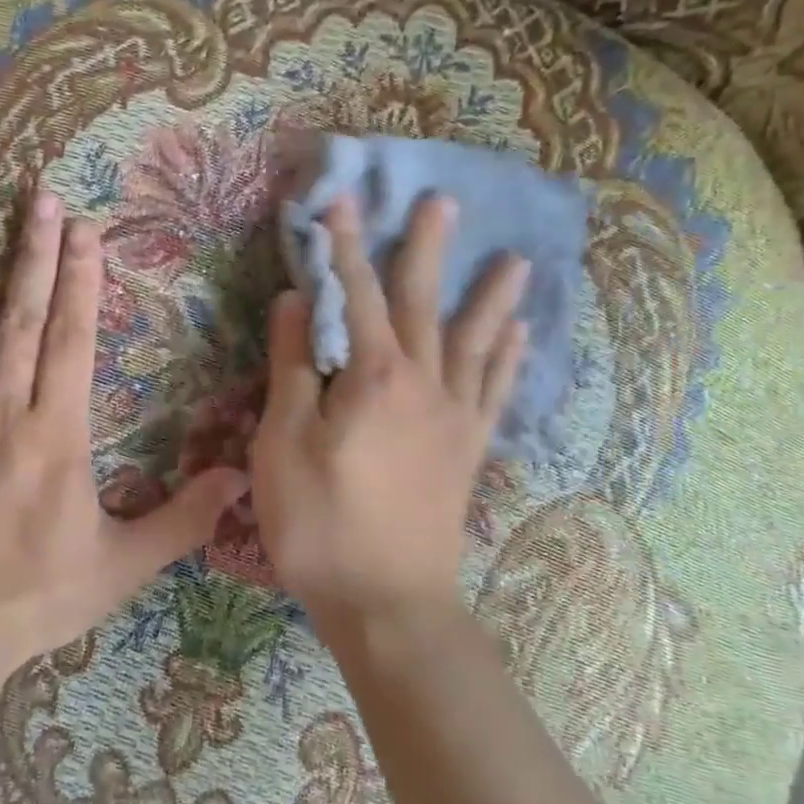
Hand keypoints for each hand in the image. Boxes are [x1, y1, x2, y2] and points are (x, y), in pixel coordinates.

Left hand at [0, 194, 250, 675]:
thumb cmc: (34, 595)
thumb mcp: (123, 565)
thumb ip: (183, 519)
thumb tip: (241, 478)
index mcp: (57, 431)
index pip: (74, 338)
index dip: (83, 280)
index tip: (86, 231)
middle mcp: (2, 408)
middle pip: (22, 317)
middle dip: (34, 254)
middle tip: (40, 198)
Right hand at [250, 195, 528, 636]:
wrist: (389, 602)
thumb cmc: (321, 525)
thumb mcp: (284, 445)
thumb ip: (293, 368)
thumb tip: (298, 301)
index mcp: (373, 377)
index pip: (356, 294)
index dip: (344, 246)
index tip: (341, 201)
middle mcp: (423, 383)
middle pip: (425, 303)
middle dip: (428, 250)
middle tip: (446, 203)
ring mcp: (454, 417)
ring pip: (475, 341)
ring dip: (492, 299)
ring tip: (517, 263)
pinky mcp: (468, 449)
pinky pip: (495, 392)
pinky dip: (508, 359)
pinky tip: (520, 337)